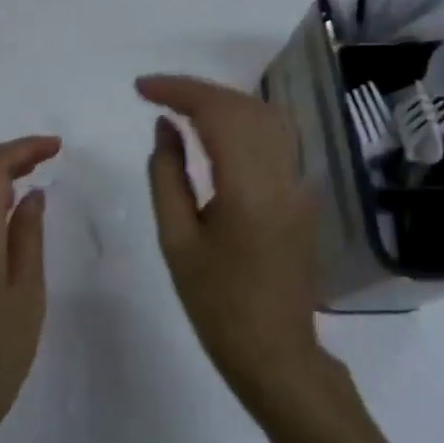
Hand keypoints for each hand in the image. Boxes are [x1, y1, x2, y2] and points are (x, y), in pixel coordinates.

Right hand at [136, 75, 325, 415]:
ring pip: (264, 116)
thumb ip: (167, 174)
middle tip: (154, 93)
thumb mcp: (177, 240)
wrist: (276, 354)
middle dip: (197, 91)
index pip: (217, 113)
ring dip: (222, 101)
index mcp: (249, 188)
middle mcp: (282, 174)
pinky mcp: (303, 193)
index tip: (141, 88)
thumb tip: (164, 126)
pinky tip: (215, 128)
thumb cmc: (217, 304)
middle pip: (243, 106)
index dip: (178, 90)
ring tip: (180, 106)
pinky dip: (242, 119)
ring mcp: (299, 183)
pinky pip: (274, 137)